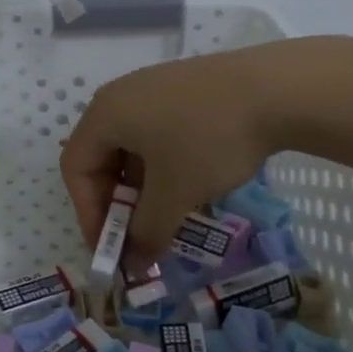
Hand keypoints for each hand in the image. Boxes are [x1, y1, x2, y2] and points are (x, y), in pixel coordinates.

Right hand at [61, 46, 282, 267]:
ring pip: (132, 146)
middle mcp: (121, 94)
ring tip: (167, 215)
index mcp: (105, 113)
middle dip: (116, 203)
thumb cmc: (209, 141)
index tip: (112, 249)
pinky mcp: (184, 88)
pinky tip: (190, 184)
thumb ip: (147, 232)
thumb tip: (134, 265)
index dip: (88, 214)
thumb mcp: (175, 195)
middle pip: (101, 155)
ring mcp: (154, 87)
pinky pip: (157, 131)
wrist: (277, 89)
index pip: (75, 168)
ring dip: (142, 188)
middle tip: (138, 235)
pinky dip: (162, 165)